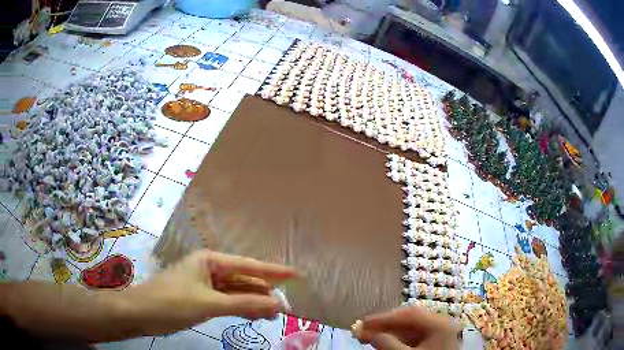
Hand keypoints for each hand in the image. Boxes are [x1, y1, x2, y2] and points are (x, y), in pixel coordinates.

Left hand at [124, 250, 296, 334]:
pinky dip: (241, 308)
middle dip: (264, 292)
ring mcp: (205, 285)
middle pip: (244, 279)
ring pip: (237, 292)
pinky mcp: (202, 298)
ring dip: (254, 302)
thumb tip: (277, 304)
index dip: (274, 271)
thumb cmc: (171, 302)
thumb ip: (243, 303)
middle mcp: (210, 269)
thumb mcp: (209, 303)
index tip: (297, 275)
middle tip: (287, 306)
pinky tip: (254, 315)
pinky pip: (228, 301)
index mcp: (210, 260)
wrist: (141, 313)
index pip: (248, 265)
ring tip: (274, 315)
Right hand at [351, 306, 461, 349]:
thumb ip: (387, 344)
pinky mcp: (434, 344)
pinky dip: (397, 339)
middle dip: (385, 324)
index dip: (383, 318)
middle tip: (363, 329)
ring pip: (410, 329)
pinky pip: (413, 337)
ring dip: (389, 332)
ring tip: (369, 336)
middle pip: (409, 319)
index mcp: (439, 325)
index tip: (362, 323)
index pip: (409, 315)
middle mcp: (441, 325)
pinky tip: (384, 342)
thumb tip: (367, 333)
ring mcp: (438, 334)